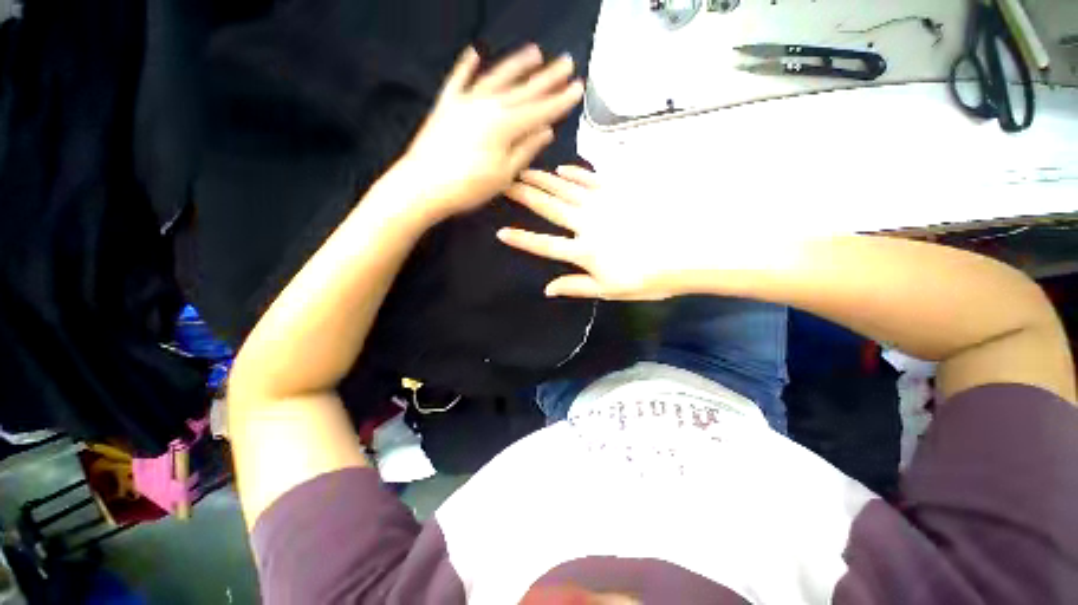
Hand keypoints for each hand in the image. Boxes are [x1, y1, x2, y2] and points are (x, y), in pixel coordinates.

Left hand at [394, 44, 583, 221]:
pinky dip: (466, 66)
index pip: (541, 110)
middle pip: (524, 89)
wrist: (423, 185)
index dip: (561, 100)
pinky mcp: (446, 105)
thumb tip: (546, 131)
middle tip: (567, 62)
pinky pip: (458, 80)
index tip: (579, 87)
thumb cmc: (468, 186)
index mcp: (505, 125)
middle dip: (548, 77)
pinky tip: (474, 53)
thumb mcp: (504, 174)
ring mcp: (466, 102)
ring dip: (517, 65)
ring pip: (497, 78)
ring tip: (535, 53)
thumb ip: (526, 149)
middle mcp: (488, 105)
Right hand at [498, 166, 697, 300]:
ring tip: (524, 171)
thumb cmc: (647, 277)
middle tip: (505, 183)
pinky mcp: (619, 192)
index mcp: (583, 251)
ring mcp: (603, 204)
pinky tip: (562, 169)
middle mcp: (587, 224)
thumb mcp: (609, 289)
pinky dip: (574, 174)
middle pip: (550, 208)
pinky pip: (591, 179)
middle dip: (524, 196)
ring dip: (543, 180)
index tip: (501, 231)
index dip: (522, 239)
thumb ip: (576, 287)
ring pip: (565, 189)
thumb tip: (547, 290)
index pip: (544, 245)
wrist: (686, 252)